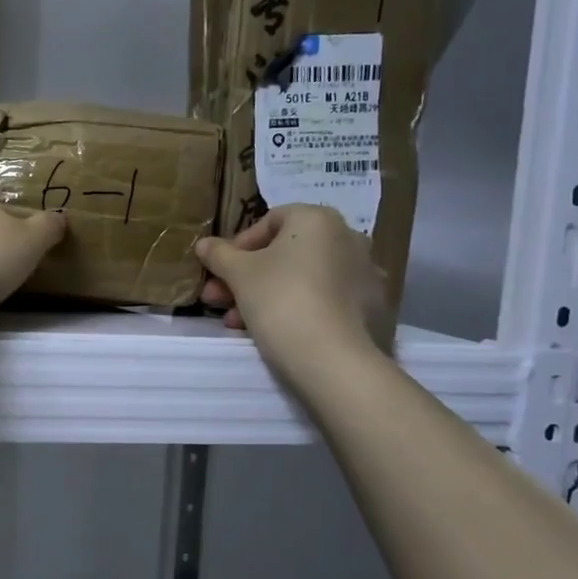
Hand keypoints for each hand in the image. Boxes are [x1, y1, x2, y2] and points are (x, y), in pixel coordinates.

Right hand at [196, 205, 390, 366]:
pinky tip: (276, 333)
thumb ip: (219, 254)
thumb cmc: (281, 300)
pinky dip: (299, 309)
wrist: (334, 359)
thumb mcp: (238, 274)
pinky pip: (325, 300)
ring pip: (303, 279)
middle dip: (246, 277)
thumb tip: (204, 244)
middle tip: (218, 300)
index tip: (219, 272)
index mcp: (318, 220)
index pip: (270, 221)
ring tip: (238, 323)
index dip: (238, 246)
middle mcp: (348, 238)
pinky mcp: (373, 308)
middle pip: (285, 253)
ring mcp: (365, 274)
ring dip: (266, 295)